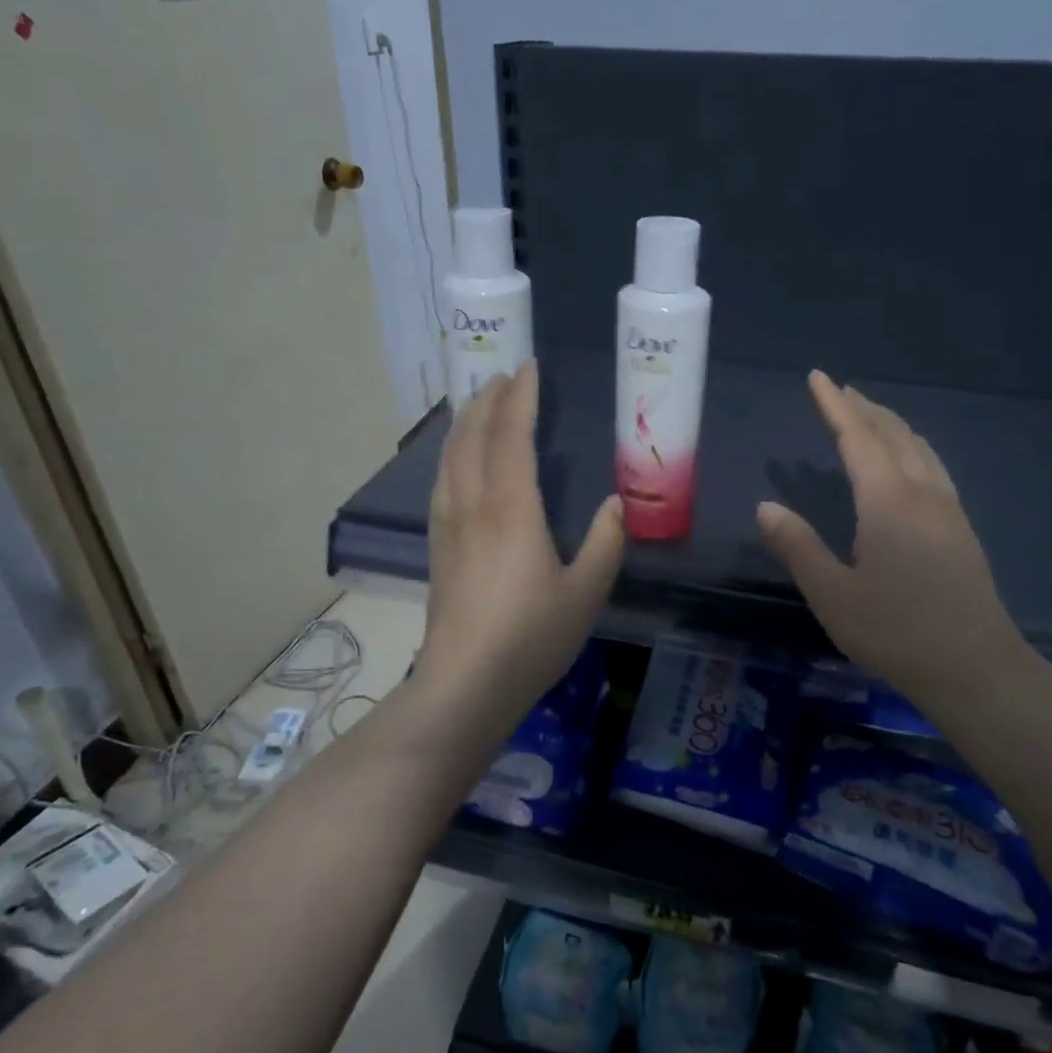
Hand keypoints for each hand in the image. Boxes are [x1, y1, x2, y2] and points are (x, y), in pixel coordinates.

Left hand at [418, 362, 624, 730]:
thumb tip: (614, 505)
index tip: (528, 368)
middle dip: (487, 400)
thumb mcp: (586, 593)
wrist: (465, 684)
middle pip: (472, 436)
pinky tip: (458, 462)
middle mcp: (472, 505)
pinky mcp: (437, 547)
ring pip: (450, 457)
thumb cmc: (531, 637)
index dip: (520, 398)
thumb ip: (605, 543)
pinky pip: (442, 481)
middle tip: (503, 376)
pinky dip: (452, 454)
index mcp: (510, 509)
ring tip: (479, 405)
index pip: (511, 436)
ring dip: (465, 422)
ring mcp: (447, 525)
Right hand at [757, 370, 1033, 708]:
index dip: (834, 406)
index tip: (817, 378)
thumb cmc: (897, 632)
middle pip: (892, 434)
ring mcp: (948, 509)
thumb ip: (797, 547)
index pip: (857, 438)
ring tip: (869, 414)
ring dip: (890, 424)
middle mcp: (922, 493)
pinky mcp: (961, 528)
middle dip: (862, 408)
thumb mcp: (833, 595)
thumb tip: (766, 506)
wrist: (977, 669)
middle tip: (837, 390)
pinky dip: (910, 445)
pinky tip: (908, 461)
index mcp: (887, 502)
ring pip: (918, 447)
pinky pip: (932, 465)